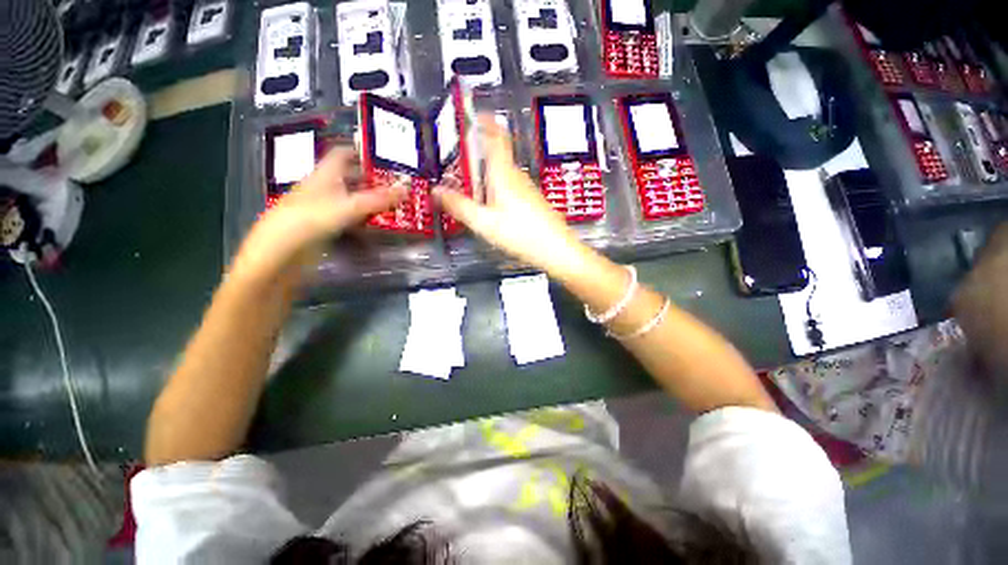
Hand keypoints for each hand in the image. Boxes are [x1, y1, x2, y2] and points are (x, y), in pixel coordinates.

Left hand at [235, 147, 404, 276]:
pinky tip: (380, 225)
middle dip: (374, 180)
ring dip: (372, 202)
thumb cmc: (310, 221)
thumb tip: (407, 188)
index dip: (361, 152)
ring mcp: (324, 210)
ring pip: (352, 200)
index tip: (386, 157)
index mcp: (323, 176)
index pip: (342, 154)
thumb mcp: (348, 207)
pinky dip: (366, 220)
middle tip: (399, 184)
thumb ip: (378, 200)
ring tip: (397, 204)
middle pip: (350, 178)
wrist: (281, 256)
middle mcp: (324, 189)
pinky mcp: (326, 228)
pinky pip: (351, 219)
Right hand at [434, 116, 588, 274]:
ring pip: (502, 173)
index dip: (486, 122)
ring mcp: (525, 188)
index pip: (496, 137)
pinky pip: (509, 187)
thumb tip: (437, 191)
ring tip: (468, 184)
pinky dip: (495, 188)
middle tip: (458, 159)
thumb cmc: (521, 233)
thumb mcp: (484, 223)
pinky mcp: (530, 201)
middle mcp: (516, 176)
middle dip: (478, 153)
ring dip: (485, 173)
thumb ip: (460, 206)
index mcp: (503, 174)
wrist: (555, 249)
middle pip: (496, 155)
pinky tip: (489, 205)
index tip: (475, 114)